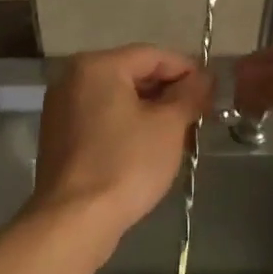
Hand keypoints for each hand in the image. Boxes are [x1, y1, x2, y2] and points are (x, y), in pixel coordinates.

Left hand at [31, 44, 212, 241]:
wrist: (75, 219)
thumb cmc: (125, 164)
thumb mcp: (168, 126)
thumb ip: (189, 94)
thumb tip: (204, 78)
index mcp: (97, 66)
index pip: (153, 55)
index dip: (187, 69)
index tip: (213, 91)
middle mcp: (72, 78)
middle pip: (132, 73)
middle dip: (169, 92)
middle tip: (200, 114)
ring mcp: (61, 108)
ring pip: (117, 98)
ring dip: (151, 110)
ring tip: (182, 133)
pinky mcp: (59, 136)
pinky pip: (102, 118)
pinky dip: (127, 125)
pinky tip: (150, 146)